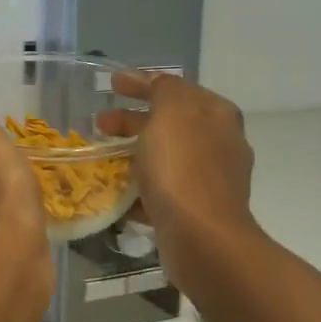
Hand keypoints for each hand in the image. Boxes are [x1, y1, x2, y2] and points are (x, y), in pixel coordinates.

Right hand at [104, 72, 257, 269]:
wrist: (203, 239)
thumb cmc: (183, 168)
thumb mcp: (171, 113)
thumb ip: (164, 90)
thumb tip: (158, 84)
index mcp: (216, 114)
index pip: (176, 88)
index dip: (142, 82)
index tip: (111, 84)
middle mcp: (220, 143)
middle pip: (170, 123)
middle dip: (133, 120)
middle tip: (100, 123)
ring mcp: (212, 180)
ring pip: (167, 158)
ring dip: (136, 154)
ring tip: (105, 160)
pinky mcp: (199, 211)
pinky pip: (166, 191)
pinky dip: (142, 188)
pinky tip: (119, 194)